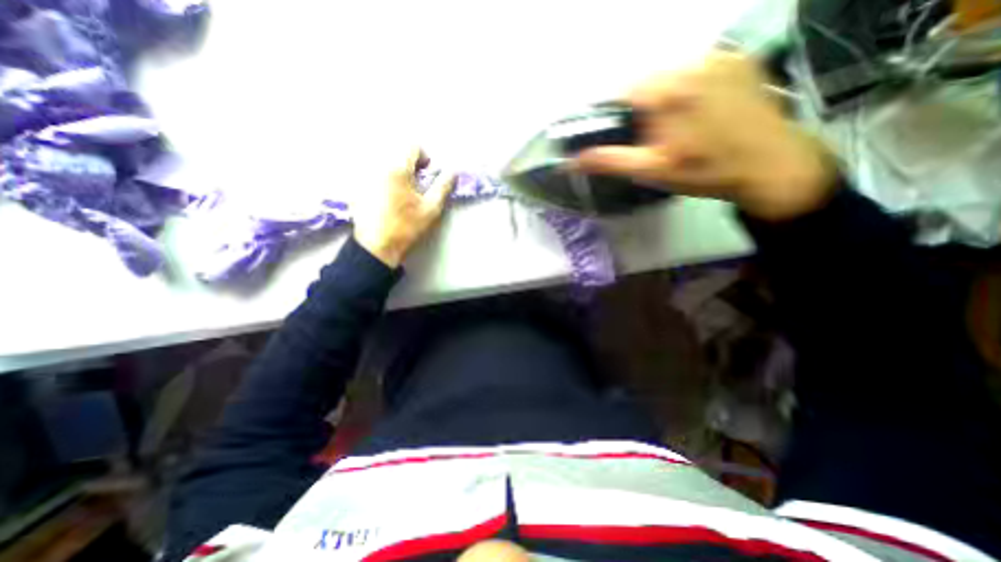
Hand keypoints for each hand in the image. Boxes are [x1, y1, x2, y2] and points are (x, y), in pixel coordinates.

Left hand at [350, 148, 455, 267]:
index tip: (427, 172)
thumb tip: (452, 172)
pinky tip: (387, 199)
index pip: (412, 146)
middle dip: (410, 164)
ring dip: (397, 171)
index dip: (424, 157)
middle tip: (416, 184)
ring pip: (384, 162)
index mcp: (396, 169)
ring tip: (402, 192)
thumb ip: (443, 187)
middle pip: (396, 152)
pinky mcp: (356, 187)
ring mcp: (364, 176)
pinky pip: (372, 173)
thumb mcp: (431, 208)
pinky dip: (383, 179)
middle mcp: (377, 166)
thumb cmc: (406, 227)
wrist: (377, 247)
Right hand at [576, 51, 837, 221]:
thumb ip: (610, 161)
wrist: (769, 165)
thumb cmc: (705, 171)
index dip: (614, 116)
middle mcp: (690, 63)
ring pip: (666, 75)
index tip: (622, 136)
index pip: (619, 92)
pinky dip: (683, 88)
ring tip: (673, 128)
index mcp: (666, 91)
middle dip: (638, 109)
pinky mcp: (736, 59)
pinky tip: (695, 113)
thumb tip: (572, 161)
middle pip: (643, 82)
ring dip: (660, 98)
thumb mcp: (651, 170)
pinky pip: (692, 69)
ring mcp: (717, 57)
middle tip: (650, 138)